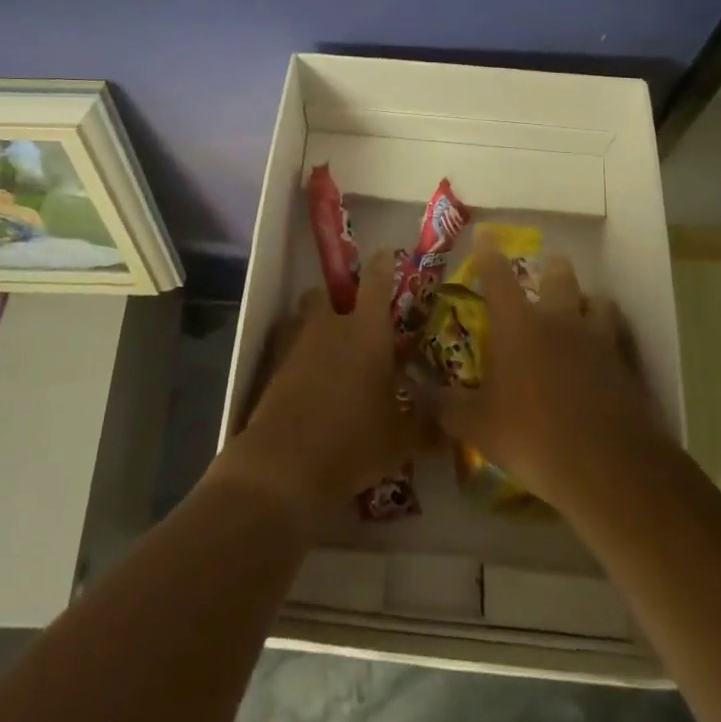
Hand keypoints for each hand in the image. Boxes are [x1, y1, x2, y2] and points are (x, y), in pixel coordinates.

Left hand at [216, 251, 421, 521]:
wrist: (284, 464)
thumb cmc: (353, 440)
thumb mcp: (400, 440)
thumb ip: (425, 425)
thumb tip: (447, 424)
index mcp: (366, 329)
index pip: (376, 278)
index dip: (383, 264)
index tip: (388, 257)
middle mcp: (330, 325)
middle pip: (328, 293)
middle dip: (340, 302)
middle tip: (358, 324)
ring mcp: (297, 344)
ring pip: (305, 319)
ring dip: (317, 328)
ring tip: (334, 357)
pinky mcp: (273, 368)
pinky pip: (289, 349)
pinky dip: (300, 359)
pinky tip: (312, 385)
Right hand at [429, 235, 659, 510]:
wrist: (607, 466)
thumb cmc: (532, 437)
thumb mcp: (478, 427)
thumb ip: (444, 405)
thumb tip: (413, 390)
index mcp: (517, 324)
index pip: (498, 275)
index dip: (488, 251)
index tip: (485, 233)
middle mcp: (558, 319)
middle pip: (558, 273)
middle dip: (550, 268)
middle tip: (543, 275)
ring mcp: (597, 338)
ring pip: (597, 300)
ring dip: (586, 302)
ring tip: (579, 312)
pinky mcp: (626, 363)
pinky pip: (620, 336)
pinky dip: (612, 336)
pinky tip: (606, 353)